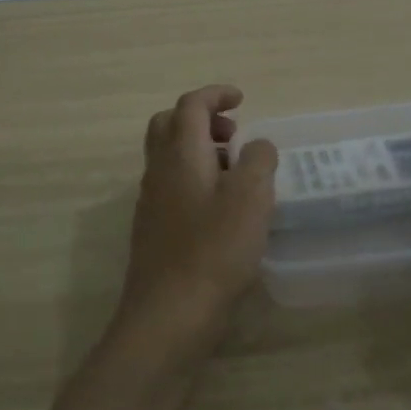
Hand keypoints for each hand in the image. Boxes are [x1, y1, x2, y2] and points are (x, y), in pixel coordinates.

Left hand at [115, 85, 277, 374]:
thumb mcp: (251, 197)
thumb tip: (256, 145)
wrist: (168, 315)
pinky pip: (172, 186)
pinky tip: (221, 210)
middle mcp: (159, 171)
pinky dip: (196, 179)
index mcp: (181, 154)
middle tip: (234, 135)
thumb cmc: (215, 250)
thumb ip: (258, 160)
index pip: (191, 105)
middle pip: (169, 125)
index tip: (242, 99)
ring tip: (236, 173)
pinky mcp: (154, 230)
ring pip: (169, 157)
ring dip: (200, 151)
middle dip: (202, 119)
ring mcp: (152, 202)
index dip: (216, 95)